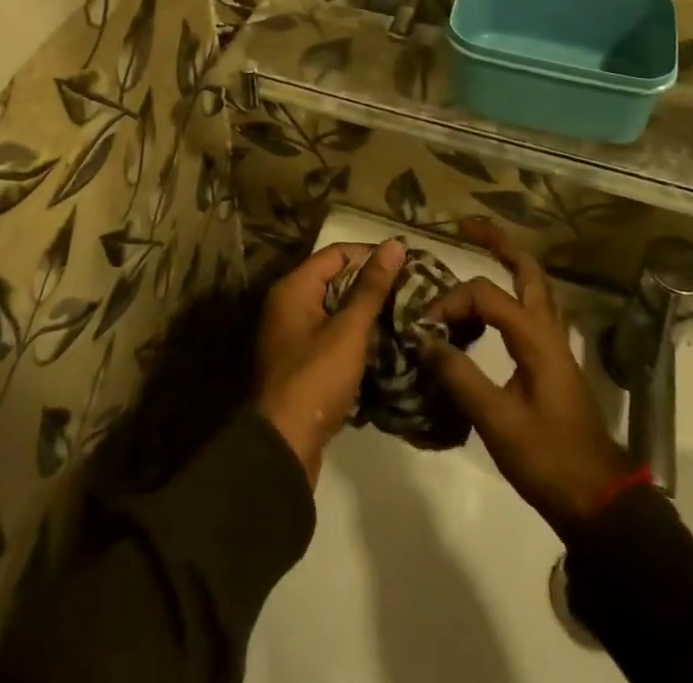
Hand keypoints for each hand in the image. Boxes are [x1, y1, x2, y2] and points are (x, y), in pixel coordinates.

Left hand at [255, 238, 404, 485]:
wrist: (283, 448)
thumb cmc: (315, 379)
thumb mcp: (349, 330)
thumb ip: (371, 288)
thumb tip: (394, 244)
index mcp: (293, 288)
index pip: (337, 253)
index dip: (370, 255)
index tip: (405, 264)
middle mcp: (288, 305)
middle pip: (335, 280)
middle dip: (371, 285)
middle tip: (409, 291)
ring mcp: (292, 337)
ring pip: (335, 311)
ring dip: (365, 313)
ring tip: (402, 316)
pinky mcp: (300, 364)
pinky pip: (331, 337)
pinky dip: (354, 337)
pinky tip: (383, 346)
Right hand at [421, 221, 629, 541]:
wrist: (598, 501)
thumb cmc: (549, 460)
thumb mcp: (498, 422)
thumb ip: (459, 377)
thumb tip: (425, 339)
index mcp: (535, 337)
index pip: (485, 295)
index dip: (450, 302)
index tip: (424, 328)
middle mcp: (547, 330)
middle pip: (526, 269)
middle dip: (498, 243)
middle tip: (466, 228)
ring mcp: (555, 345)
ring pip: (535, 287)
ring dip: (510, 263)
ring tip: (481, 252)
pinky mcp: (553, 363)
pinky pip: (533, 310)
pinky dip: (515, 293)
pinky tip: (496, 307)